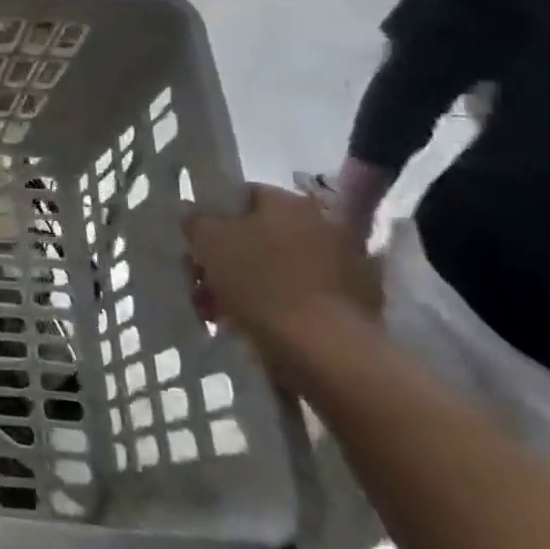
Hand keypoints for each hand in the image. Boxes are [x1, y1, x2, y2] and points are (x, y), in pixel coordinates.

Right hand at [183, 185, 380, 371]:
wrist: (325, 350)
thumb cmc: (261, 283)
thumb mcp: (209, 243)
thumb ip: (196, 220)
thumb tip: (192, 209)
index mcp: (290, 203)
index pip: (244, 197)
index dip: (216, 219)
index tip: (200, 246)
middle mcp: (324, 225)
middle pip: (261, 235)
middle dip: (230, 258)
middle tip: (205, 284)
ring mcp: (346, 265)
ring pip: (281, 267)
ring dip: (251, 284)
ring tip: (223, 313)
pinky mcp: (357, 304)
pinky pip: (304, 295)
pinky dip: (281, 305)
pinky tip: (258, 326)